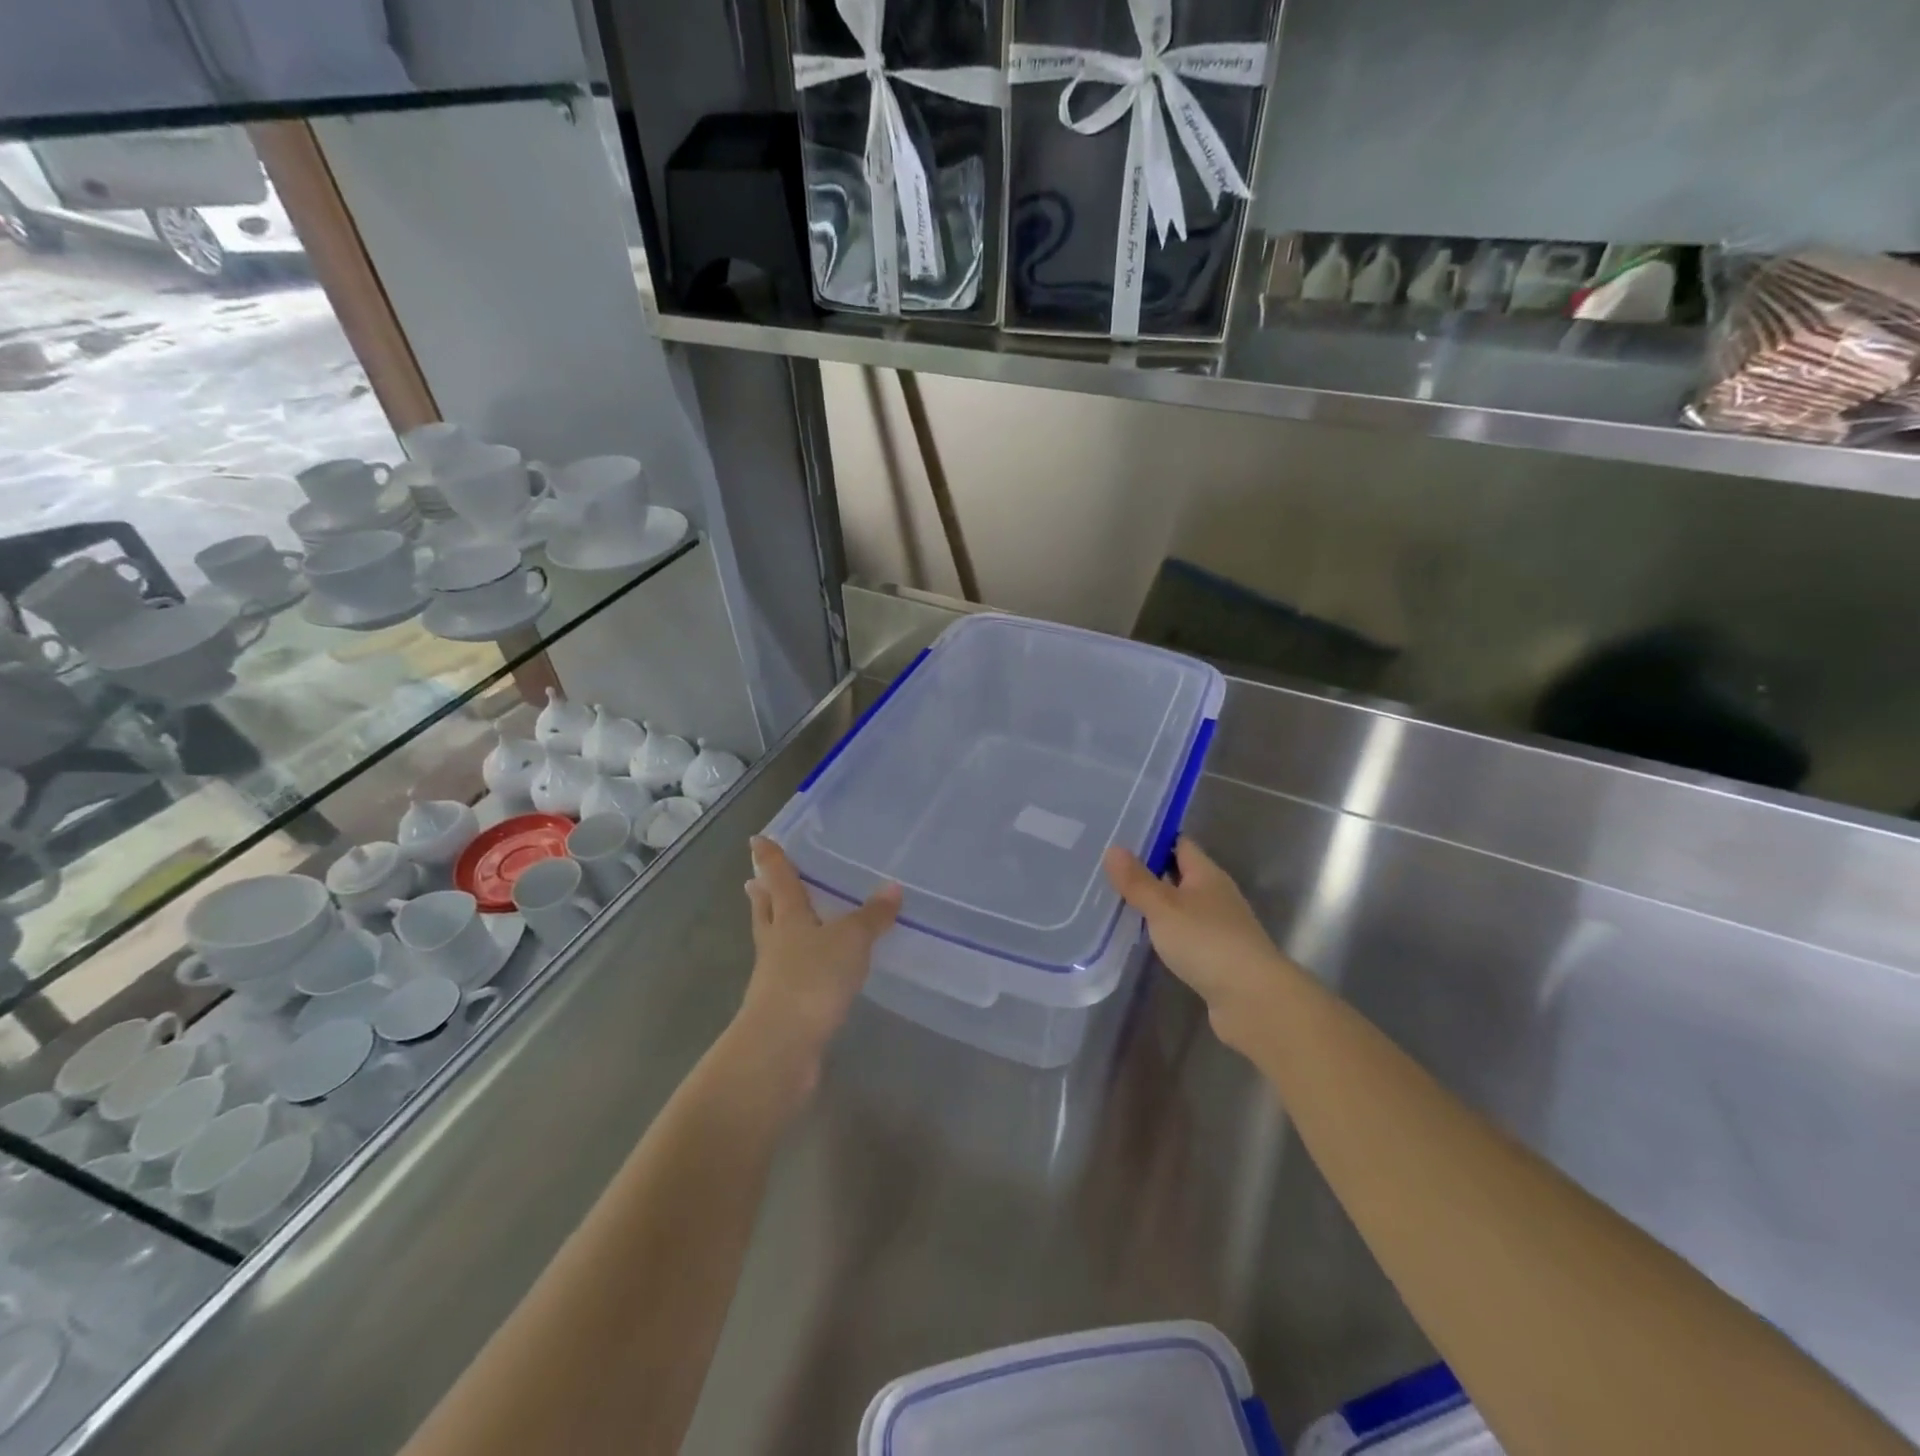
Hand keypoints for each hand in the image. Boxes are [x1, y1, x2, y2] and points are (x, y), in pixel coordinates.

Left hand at [737, 837, 900, 1092]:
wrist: (782, 1045)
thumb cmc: (812, 979)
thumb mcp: (851, 941)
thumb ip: (872, 916)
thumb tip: (894, 887)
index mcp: (788, 917)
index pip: (778, 879)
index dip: (770, 858)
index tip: (757, 839)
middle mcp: (776, 942)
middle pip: (767, 910)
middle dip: (763, 894)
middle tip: (755, 879)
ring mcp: (775, 976)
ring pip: (775, 941)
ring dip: (776, 927)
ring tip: (783, 918)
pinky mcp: (785, 1005)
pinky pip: (792, 972)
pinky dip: (798, 962)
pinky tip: (813, 966)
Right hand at [1104, 837, 1289, 1049]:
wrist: (1252, 999)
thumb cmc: (1207, 942)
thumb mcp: (1164, 907)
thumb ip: (1137, 881)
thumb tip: (1113, 848)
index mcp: (1207, 874)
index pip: (1180, 845)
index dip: (1154, 839)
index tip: (1122, 837)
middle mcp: (1216, 895)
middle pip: (1181, 874)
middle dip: (1150, 871)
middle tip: (1110, 869)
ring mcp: (1219, 927)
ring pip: (1182, 906)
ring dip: (1157, 904)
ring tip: (1119, 901)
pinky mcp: (1217, 957)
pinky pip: (1185, 934)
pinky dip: (1166, 932)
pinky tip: (1144, 938)